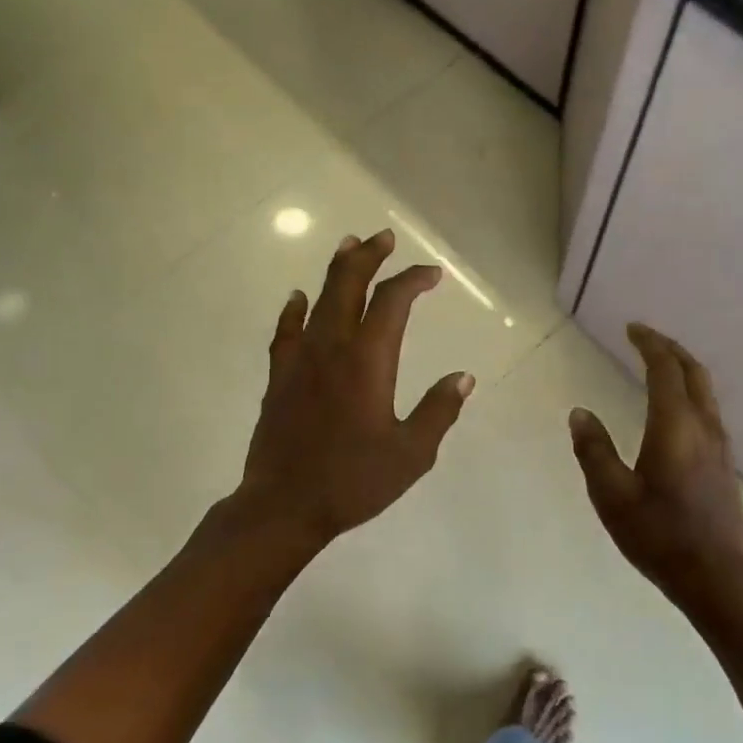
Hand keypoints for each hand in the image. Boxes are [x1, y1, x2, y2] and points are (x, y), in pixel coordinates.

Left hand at [237, 229, 473, 549]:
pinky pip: (286, 331)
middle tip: (384, 237)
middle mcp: (332, 348)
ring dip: (336, 270)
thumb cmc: (353, 481)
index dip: (413, 280)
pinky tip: (297, 297)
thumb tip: (463, 377)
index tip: (432, 275)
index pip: (393, 303)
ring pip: (318, 300)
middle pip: (349, 285)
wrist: (284, 505)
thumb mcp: (411, 454)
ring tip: (348, 246)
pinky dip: (294, 309)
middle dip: (369, 256)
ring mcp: (300, 360)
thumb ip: (438, 411)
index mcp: (368, 361)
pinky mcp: (279, 378)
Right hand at [569, 324, 742, 618]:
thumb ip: (594, 450)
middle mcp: (703, 427)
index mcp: (675, 426)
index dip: (649, 344)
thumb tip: (580, 413)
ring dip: (683, 370)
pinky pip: (708, 411)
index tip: (632, 328)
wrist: (716, 578)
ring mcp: (719, 447)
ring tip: (659, 366)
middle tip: (646, 338)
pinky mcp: (724, 465)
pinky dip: (690, 393)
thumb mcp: (612, 495)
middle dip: (670, 349)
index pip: (664, 369)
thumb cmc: (658, 535)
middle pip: (693, 372)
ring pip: (705, 391)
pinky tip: (675, 410)